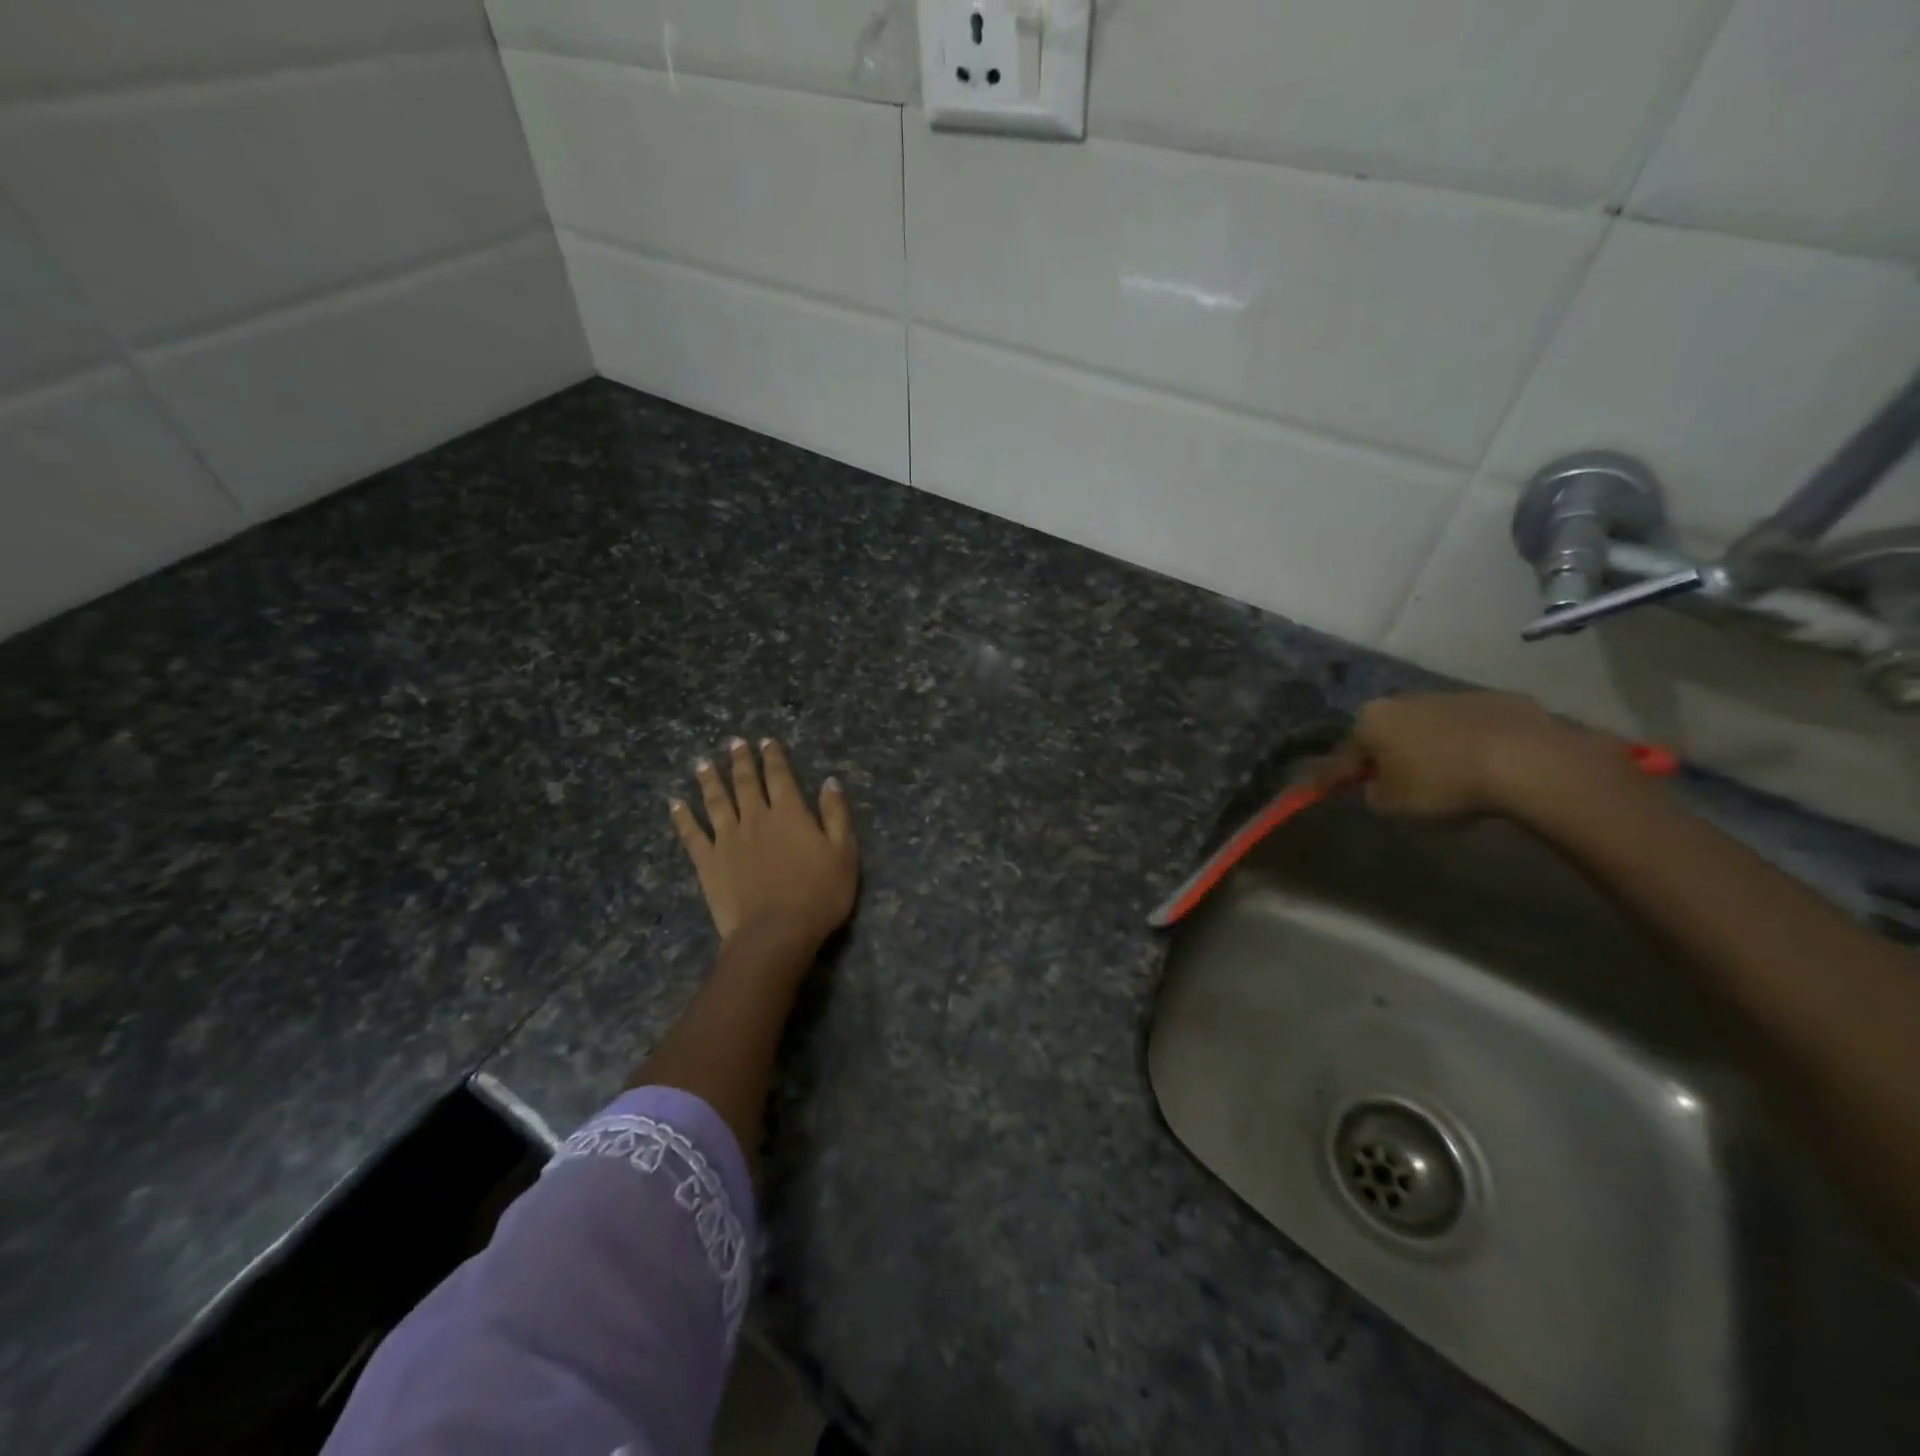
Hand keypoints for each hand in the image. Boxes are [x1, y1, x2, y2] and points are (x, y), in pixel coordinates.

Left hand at [670, 737, 858, 948]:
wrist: (776, 931)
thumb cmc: (819, 894)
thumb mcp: (844, 853)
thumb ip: (836, 815)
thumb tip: (830, 782)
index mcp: (790, 813)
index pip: (780, 777)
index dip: (773, 757)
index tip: (766, 741)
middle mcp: (756, 818)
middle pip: (746, 783)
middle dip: (741, 761)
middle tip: (734, 742)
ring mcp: (727, 839)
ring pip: (716, 801)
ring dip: (709, 780)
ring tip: (702, 763)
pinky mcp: (708, 862)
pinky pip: (692, 834)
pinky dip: (684, 817)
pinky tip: (676, 803)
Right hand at [1319, 691, 1632, 817]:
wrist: (1525, 760)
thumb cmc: (1442, 783)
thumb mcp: (1391, 804)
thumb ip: (1372, 794)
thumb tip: (1377, 787)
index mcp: (1371, 720)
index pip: (1343, 754)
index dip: (1336, 776)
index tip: (1327, 790)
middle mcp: (1404, 699)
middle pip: (1386, 733)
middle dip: (1388, 756)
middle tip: (1397, 786)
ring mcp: (1451, 695)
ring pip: (1428, 728)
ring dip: (1428, 749)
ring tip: (1446, 779)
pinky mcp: (1495, 700)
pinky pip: (1469, 728)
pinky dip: (1467, 745)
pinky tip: (1482, 769)